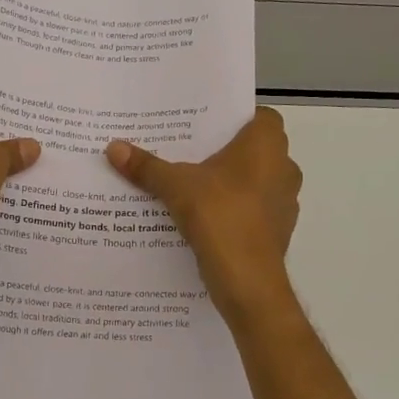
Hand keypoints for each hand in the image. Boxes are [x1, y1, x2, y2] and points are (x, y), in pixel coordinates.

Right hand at [105, 106, 300, 317]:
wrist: (248, 281)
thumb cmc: (219, 216)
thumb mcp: (175, 186)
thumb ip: (147, 166)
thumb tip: (112, 147)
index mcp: (267, 146)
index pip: (262, 117)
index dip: (237, 119)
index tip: (208, 126)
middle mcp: (284, 168)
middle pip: (257, 150)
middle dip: (227, 152)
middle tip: (190, 152)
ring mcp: (285, 202)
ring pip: (257, 182)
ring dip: (232, 183)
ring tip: (194, 185)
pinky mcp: (279, 231)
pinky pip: (255, 211)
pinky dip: (236, 211)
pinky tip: (206, 218)